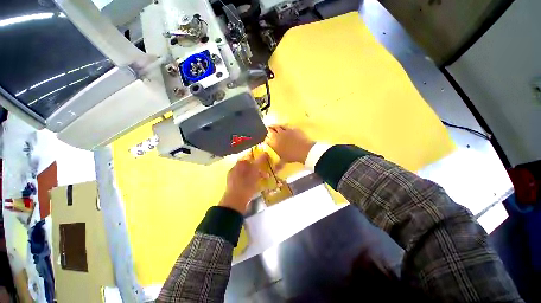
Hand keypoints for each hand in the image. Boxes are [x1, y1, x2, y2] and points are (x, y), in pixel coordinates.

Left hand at [219, 153, 269, 213]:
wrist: (235, 202)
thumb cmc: (246, 185)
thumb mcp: (254, 172)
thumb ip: (259, 162)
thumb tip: (265, 153)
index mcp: (238, 165)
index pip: (248, 159)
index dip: (257, 161)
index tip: (264, 165)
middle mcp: (234, 170)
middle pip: (247, 167)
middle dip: (257, 170)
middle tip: (265, 174)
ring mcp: (233, 179)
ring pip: (246, 174)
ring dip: (255, 176)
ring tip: (262, 181)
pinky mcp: (234, 187)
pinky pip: (244, 181)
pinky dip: (250, 182)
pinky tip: (256, 187)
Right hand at [265, 125, 314, 165]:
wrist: (304, 150)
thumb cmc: (292, 156)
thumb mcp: (284, 161)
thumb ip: (278, 165)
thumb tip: (275, 171)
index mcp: (274, 143)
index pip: (266, 139)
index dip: (264, 138)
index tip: (264, 138)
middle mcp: (278, 135)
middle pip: (270, 130)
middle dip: (267, 129)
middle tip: (266, 129)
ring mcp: (285, 131)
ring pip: (277, 126)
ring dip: (274, 126)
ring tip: (272, 126)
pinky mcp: (292, 128)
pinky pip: (286, 125)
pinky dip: (283, 126)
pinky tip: (283, 126)